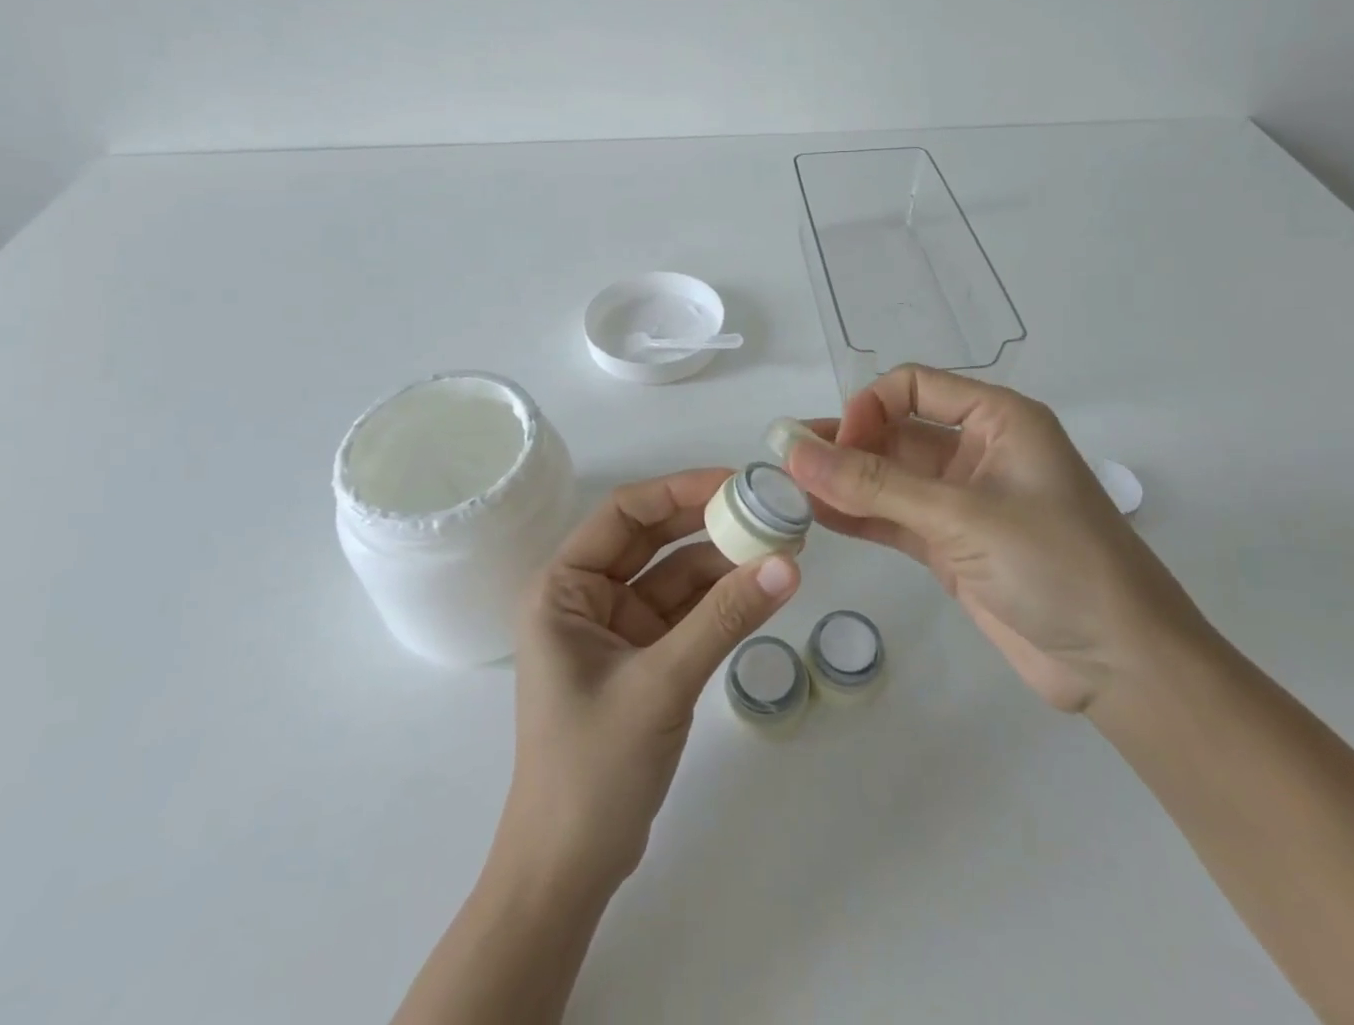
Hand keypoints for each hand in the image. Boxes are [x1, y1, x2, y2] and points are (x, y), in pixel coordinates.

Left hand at [498, 470, 800, 892]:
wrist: (569, 871)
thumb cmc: (592, 768)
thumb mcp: (661, 683)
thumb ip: (724, 619)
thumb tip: (789, 564)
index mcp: (564, 587)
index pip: (624, 513)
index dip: (680, 489)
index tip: (737, 482)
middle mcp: (587, 596)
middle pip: (653, 539)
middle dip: (708, 523)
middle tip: (768, 509)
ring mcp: (617, 628)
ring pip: (676, 575)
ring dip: (722, 562)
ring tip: (780, 546)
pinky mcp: (643, 658)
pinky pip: (686, 613)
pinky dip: (721, 600)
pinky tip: (762, 588)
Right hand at [787, 366, 1206, 712]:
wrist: (1121, 665)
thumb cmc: (1056, 564)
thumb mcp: (962, 517)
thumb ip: (874, 486)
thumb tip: (794, 452)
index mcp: (997, 419)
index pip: (914, 386)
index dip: (869, 406)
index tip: (837, 444)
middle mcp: (977, 451)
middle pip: (895, 431)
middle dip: (844, 445)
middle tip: (785, 463)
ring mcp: (962, 501)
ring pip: (889, 477)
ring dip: (843, 482)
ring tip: (787, 490)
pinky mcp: (951, 545)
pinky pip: (894, 517)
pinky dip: (858, 516)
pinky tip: (816, 518)